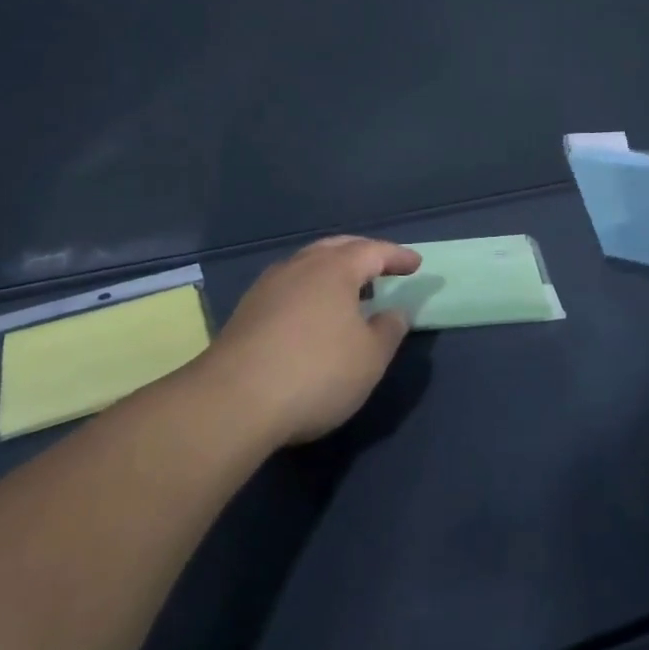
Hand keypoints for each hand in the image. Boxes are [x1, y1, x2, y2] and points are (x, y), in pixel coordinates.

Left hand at [202, 235, 419, 445]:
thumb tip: (394, 312)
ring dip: (332, 271)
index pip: (373, 251)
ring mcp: (268, 286)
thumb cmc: (316, 372)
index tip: (415, 264)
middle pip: (337, 248)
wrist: (233, 401)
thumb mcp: (369, 358)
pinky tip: (311, 312)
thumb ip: (388, 330)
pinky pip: (289, 286)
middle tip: (381, 266)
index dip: (397, 256)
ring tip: (348, 289)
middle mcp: (300, 266)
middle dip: (362, 254)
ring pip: (308, 265)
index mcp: (335, 268)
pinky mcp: (246, 311)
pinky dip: (309, 290)